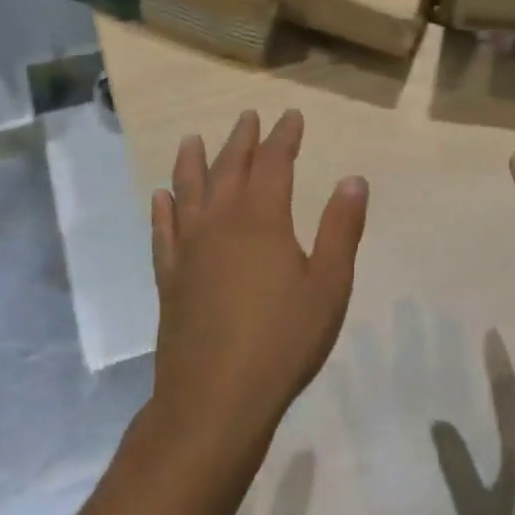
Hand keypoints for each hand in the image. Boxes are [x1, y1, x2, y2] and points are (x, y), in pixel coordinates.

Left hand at [150, 108, 367, 456]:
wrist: (216, 397)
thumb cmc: (283, 340)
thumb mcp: (329, 284)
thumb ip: (340, 229)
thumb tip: (353, 179)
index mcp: (262, 220)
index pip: (274, 163)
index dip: (283, 137)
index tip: (291, 116)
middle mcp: (221, 223)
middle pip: (229, 169)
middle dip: (242, 140)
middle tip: (248, 117)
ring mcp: (189, 250)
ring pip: (189, 192)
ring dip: (193, 162)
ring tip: (194, 139)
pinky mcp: (170, 278)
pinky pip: (163, 232)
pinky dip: (163, 210)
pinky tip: (161, 198)